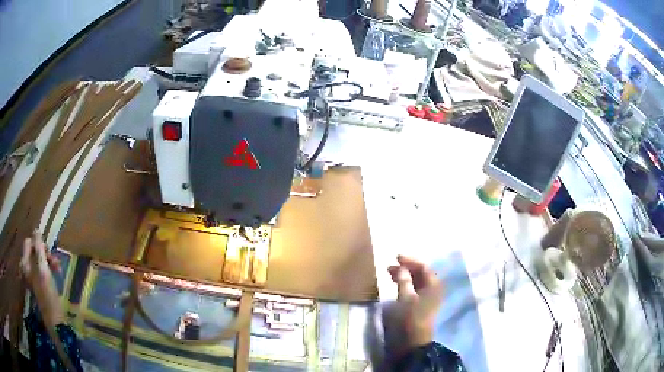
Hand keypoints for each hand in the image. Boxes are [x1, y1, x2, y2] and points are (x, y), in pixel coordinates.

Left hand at [20, 230, 64, 325]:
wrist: (55, 320)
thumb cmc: (48, 294)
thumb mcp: (43, 270)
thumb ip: (39, 249)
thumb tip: (36, 230)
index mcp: (25, 263)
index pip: (29, 243)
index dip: (38, 244)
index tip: (48, 252)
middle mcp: (26, 267)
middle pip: (34, 252)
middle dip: (45, 254)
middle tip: (56, 263)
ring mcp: (32, 277)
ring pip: (39, 260)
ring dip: (48, 262)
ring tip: (58, 270)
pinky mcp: (38, 284)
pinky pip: (41, 269)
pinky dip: (48, 269)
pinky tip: (56, 274)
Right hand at [388, 255, 442, 347]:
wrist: (412, 342)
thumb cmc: (409, 318)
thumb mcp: (405, 298)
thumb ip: (403, 281)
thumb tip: (400, 268)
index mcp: (434, 286)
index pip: (423, 267)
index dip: (410, 261)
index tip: (395, 257)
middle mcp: (434, 290)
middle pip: (421, 274)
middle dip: (406, 269)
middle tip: (390, 267)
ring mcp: (428, 299)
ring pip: (417, 282)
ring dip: (405, 277)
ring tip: (391, 275)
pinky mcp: (422, 306)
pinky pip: (415, 290)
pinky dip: (406, 285)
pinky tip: (397, 286)